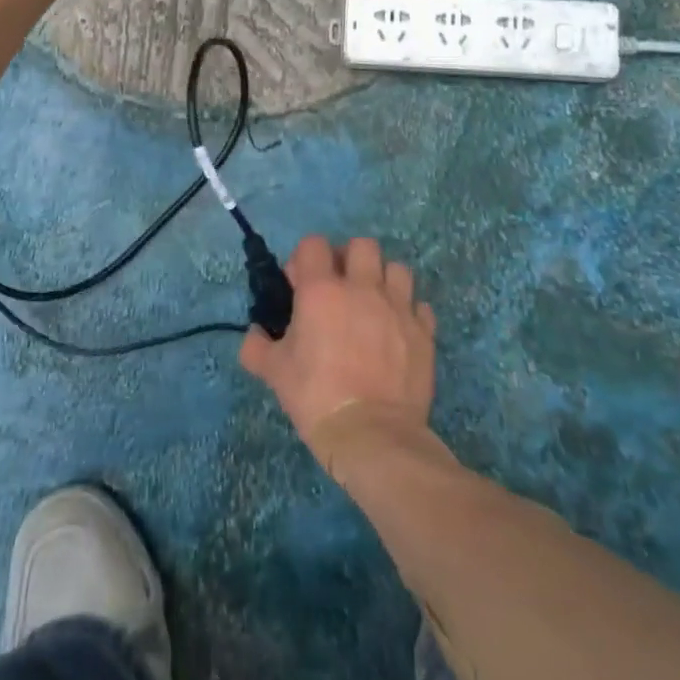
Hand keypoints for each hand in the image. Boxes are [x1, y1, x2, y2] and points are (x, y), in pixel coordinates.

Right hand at [240, 236, 435, 460]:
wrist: (371, 435)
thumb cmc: (316, 396)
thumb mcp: (273, 372)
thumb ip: (257, 346)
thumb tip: (255, 334)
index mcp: (321, 290)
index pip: (313, 244)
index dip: (304, 259)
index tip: (299, 285)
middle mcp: (362, 288)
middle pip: (362, 245)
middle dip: (348, 259)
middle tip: (339, 287)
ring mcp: (398, 307)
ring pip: (396, 268)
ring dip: (382, 279)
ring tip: (372, 305)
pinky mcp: (423, 332)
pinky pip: (419, 305)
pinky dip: (408, 311)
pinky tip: (396, 330)